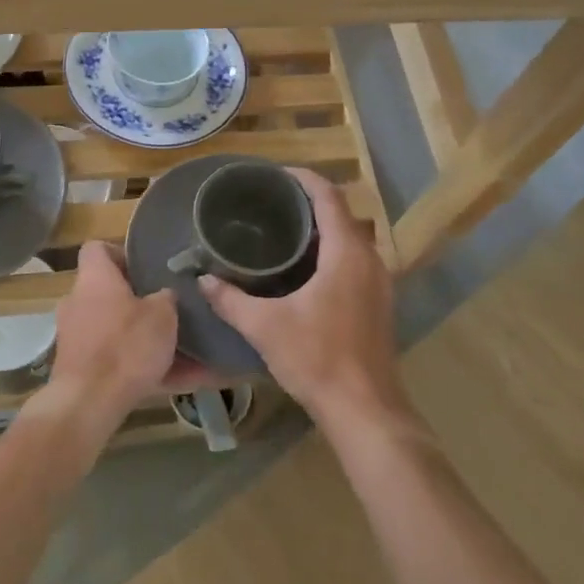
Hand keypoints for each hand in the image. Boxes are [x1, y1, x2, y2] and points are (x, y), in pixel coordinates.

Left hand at [44, 241, 187, 433]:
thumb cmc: (125, 346)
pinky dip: (143, 368)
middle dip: (139, 301)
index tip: (147, 267)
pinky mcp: (79, 369)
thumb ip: (167, 298)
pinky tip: (180, 381)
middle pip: (109, 292)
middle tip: (170, 309)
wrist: (87, 405)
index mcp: (94, 278)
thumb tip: (166, 294)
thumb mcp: (162, 316)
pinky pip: (117, 361)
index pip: (97, 248)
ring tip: (184, 351)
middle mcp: (78, 302)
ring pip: (117, 330)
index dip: (122, 253)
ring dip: (145, 339)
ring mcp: (75, 337)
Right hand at [197, 169, 408, 430]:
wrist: (364, 409)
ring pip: (351, 238)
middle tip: (271, 203)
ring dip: (323, 228)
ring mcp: (380, 282)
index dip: (303, 179)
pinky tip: (306, 269)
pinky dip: (333, 251)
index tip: (275, 175)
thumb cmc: (317, 358)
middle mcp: (369, 259)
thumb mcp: (265, 327)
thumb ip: (231, 300)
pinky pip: (356, 259)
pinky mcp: (379, 302)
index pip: (328, 197)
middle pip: (341, 214)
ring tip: (284, 230)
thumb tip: (203, 281)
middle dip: (309, 202)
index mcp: (346, 253)